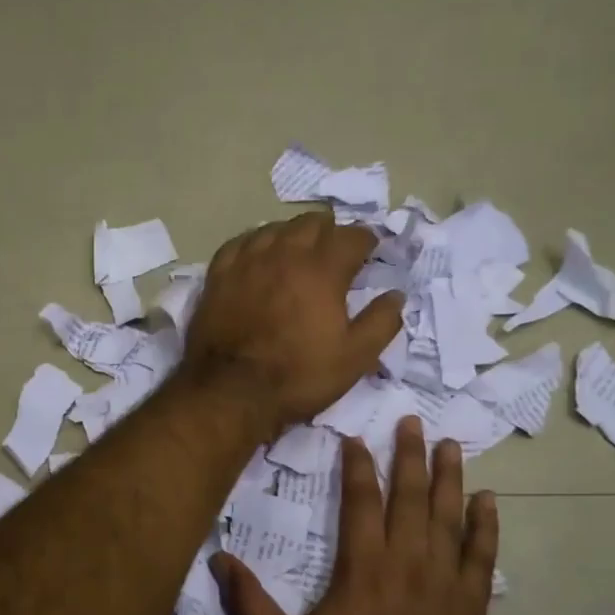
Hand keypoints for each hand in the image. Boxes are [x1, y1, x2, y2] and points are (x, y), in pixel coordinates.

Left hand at [182, 212, 402, 431]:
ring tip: (298, 249)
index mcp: (323, 270)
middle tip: (335, 249)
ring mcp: (247, 261)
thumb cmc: (298, 376)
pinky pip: (239, 243)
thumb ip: (381, 322)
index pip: (351, 237)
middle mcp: (285, 254)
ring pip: (275, 228)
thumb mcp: (354, 358)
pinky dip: (256, 242)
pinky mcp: (218, 275)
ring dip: (293, 234)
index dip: (366, 240)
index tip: (370, 250)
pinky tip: (258, 253)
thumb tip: (396, 295)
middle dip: (330, 232)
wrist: (231, 391)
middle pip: (312, 224)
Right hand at [213, 417, 496, 614]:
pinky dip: (485, 526)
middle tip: (411, 422)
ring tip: (450, 444)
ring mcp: (444, 583)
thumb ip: (250, 605)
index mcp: (362, 569)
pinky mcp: (471, 605)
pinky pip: (481, 556)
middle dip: (409, 456)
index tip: (354, 440)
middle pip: (410, 497)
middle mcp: (406, 564)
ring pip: (448, 517)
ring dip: (449, 477)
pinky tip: (488, 501)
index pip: (361, 502)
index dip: (358, 467)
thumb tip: (218, 559)